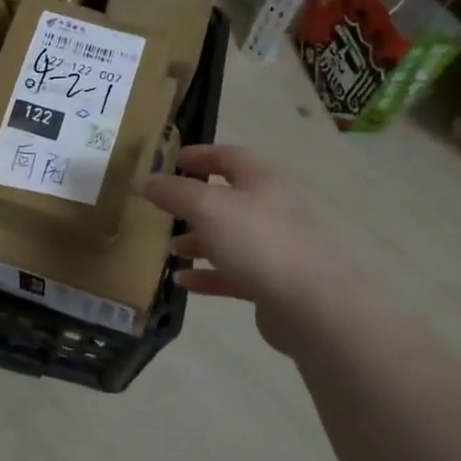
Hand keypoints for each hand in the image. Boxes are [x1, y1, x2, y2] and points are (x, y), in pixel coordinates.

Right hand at [143, 144, 353, 353]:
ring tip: (170, 248)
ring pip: (230, 237)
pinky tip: (183, 282)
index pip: (228, 155)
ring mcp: (275, 247)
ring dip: (198, 240)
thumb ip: (175, 192)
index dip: (199, 154)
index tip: (172, 160)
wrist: (313, 305)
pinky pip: (233, 273)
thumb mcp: (207, 208)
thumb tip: (147, 181)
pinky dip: (208, 274)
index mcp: (261, 180)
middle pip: (228, 198)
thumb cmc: (258, 242)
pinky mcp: (273, 283)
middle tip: (164, 208)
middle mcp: (271, 208)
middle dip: (194, 203)